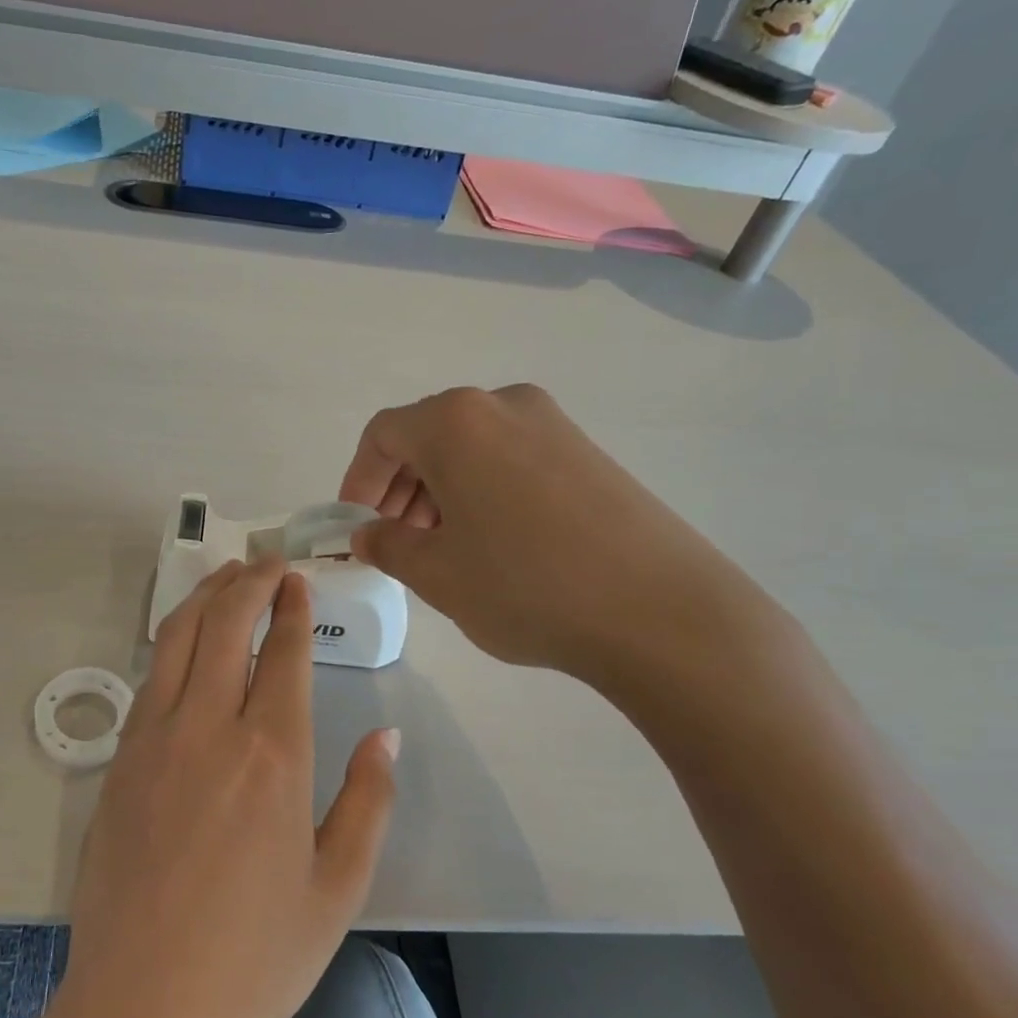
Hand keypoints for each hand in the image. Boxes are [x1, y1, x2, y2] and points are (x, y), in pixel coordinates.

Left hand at [60, 557, 398, 1017]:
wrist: (144, 1013)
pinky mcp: (119, 762)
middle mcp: (209, 729)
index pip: (283, 651)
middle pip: (225, 624)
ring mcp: (153, 740)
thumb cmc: (255, 959)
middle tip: (266, 560)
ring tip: (225, 576)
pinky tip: (186, 644)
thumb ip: (367, 803)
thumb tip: (386, 738)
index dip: (291, 607)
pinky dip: (172, 643)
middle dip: (248, 581)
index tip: (298, 580)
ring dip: (204, 597)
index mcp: (273, 755)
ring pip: (177, 639)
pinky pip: (150, 680)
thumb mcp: (337, 888)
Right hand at [340, 384, 778, 690]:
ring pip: (471, 449)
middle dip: (400, 489)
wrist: (661, 612)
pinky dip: (483, 492)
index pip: (383, 435)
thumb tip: (367, 535)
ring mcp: (554, 425)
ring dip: (440, 492)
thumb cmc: (527, 586)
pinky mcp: (588, 452)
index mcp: (457, 422)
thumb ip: (387, 547)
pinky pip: (512, 459)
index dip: (358, 481)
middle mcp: (504, 405)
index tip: (356, 528)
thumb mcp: (437, 574)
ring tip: (444, 549)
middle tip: (398, 543)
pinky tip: (495, 544)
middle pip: (428, 436)